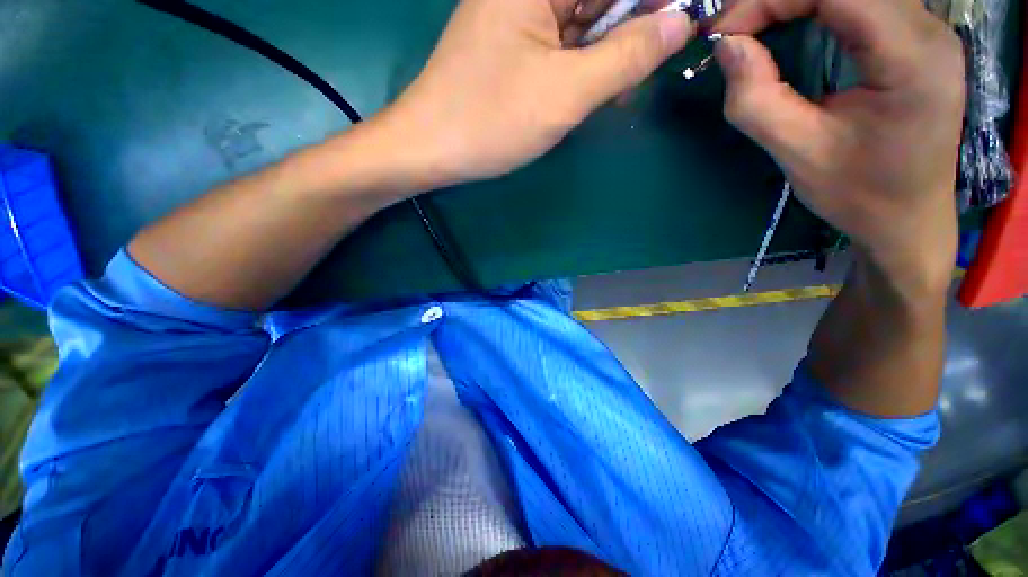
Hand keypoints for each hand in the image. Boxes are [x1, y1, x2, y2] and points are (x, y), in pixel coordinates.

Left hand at [380, 0, 693, 189]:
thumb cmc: (491, 121)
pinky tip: (595, 92)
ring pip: (589, 20)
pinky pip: (568, 42)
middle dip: (635, 28)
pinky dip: (588, 65)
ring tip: (616, 92)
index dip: (656, 3)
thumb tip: (680, 22)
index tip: (683, 25)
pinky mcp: (518, 43)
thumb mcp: (566, 93)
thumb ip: (627, 55)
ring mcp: (523, 14)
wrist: (433, 148)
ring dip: (612, 52)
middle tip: (648, 67)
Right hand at [714, 0, 964, 295]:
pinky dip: (815, 3)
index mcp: (910, 58)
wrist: (907, 218)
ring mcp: (927, 27)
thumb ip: (756, 99)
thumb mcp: (797, 153)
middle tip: (733, 29)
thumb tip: (726, 46)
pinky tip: (791, 22)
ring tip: (754, 25)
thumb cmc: (858, 194)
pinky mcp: (915, 35)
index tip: (723, 34)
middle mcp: (928, 28)